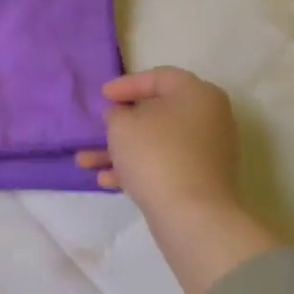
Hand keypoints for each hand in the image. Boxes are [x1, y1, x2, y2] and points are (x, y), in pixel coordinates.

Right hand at [78, 66, 280, 293]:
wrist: (192, 217)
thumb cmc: (156, 154)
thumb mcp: (121, 123)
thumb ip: (116, 112)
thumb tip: (123, 116)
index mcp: (197, 94)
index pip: (158, 77)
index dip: (126, 85)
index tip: (102, 96)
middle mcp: (208, 119)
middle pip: (157, 112)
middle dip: (121, 122)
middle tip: (100, 124)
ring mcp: (207, 153)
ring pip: (155, 142)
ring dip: (120, 149)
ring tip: (85, 160)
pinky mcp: (200, 181)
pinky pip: (163, 165)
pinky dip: (136, 168)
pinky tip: (105, 180)